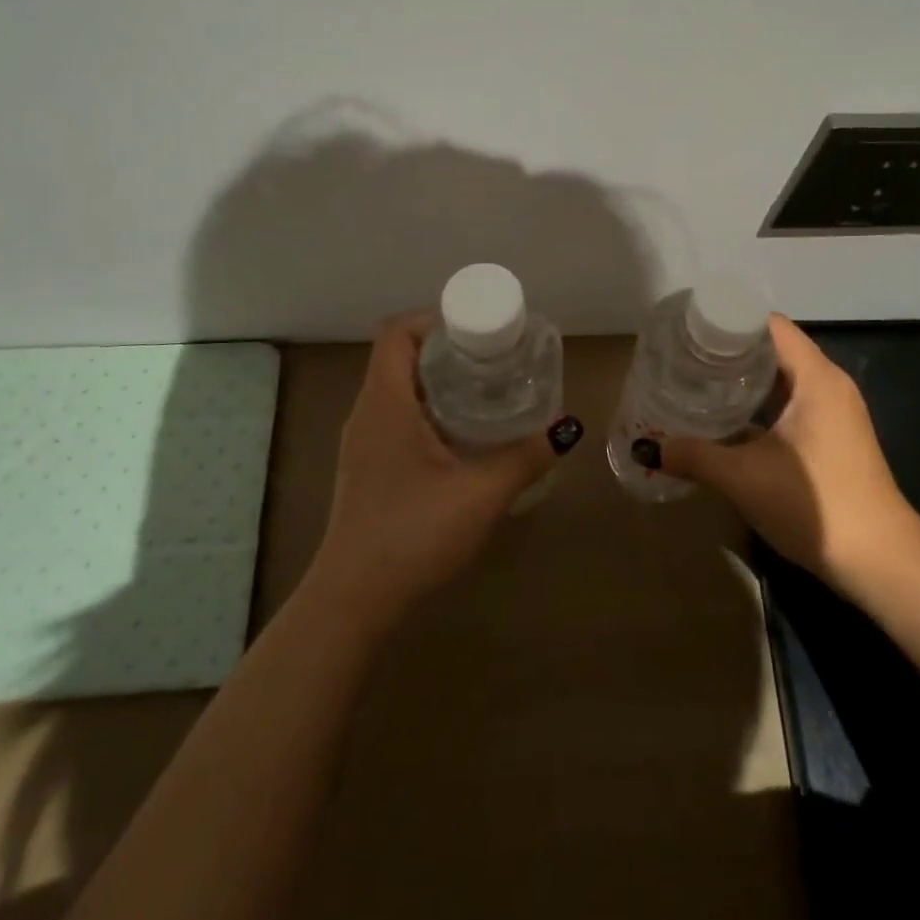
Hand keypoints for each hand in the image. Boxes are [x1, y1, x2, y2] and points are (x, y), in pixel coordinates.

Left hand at [306, 314, 582, 635]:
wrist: (354, 600)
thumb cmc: (413, 535)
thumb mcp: (481, 495)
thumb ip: (525, 458)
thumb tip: (565, 428)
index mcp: (385, 402)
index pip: (396, 332)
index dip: (433, 319)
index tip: (476, 331)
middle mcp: (367, 413)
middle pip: (398, 356)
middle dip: (445, 349)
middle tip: (492, 358)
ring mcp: (363, 442)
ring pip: (397, 388)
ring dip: (436, 381)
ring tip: (484, 390)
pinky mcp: (367, 466)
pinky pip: (395, 416)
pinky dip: (427, 409)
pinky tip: (462, 435)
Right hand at [654, 315, 919, 594]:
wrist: (882, 563)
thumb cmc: (816, 505)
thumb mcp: (744, 478)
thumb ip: (694, 456)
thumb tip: (646, 447)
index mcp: (816, 378)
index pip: (769, 325)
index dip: (729, 321)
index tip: (690, 329)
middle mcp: (829, 385)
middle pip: (774, 348)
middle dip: (729, 351)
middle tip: (684, 357)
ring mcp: (834, 412)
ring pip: (782, 379)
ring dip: (743, 379)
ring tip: (697, 382)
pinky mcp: (833, 437)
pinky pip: (791, 403)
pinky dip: (760, 404)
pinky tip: (727, 420)